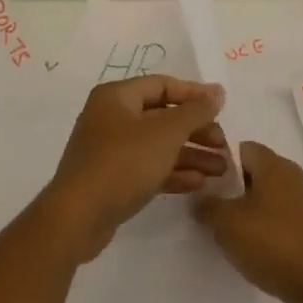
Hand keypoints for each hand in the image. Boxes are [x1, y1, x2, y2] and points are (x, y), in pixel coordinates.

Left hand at [41, 76, 227, 262]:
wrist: (78, 217)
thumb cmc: (122, 163)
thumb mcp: (165, 134)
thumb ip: (194, 111)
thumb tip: (217, 92)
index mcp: (117, 97)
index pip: (162, 85)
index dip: (194, 94)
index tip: (222, 108)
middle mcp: (112, 117)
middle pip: (162, 116)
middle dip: (196, 130)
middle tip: (223, 145)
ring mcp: (111, 149)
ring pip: (158, 145)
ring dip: (190, 154)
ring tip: (222, 169)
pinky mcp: (113, 178)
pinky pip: (149, 167)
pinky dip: (173, 172)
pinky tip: (199, 183)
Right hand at [196, 141, 302, 302]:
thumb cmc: (274, 243)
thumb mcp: (228, 224)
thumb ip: (208, 207)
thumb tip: (200, 199)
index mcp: (274, 165)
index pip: (243, 149)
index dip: (222, 163)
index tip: (206, 185)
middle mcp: (293, 178)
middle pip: (257, 174)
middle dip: (235, 191)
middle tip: (214, 212)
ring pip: (270, 200)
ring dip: (251, 214)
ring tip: (232, 236)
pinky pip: (284, 223)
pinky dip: (269, 233)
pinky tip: (256, 253)